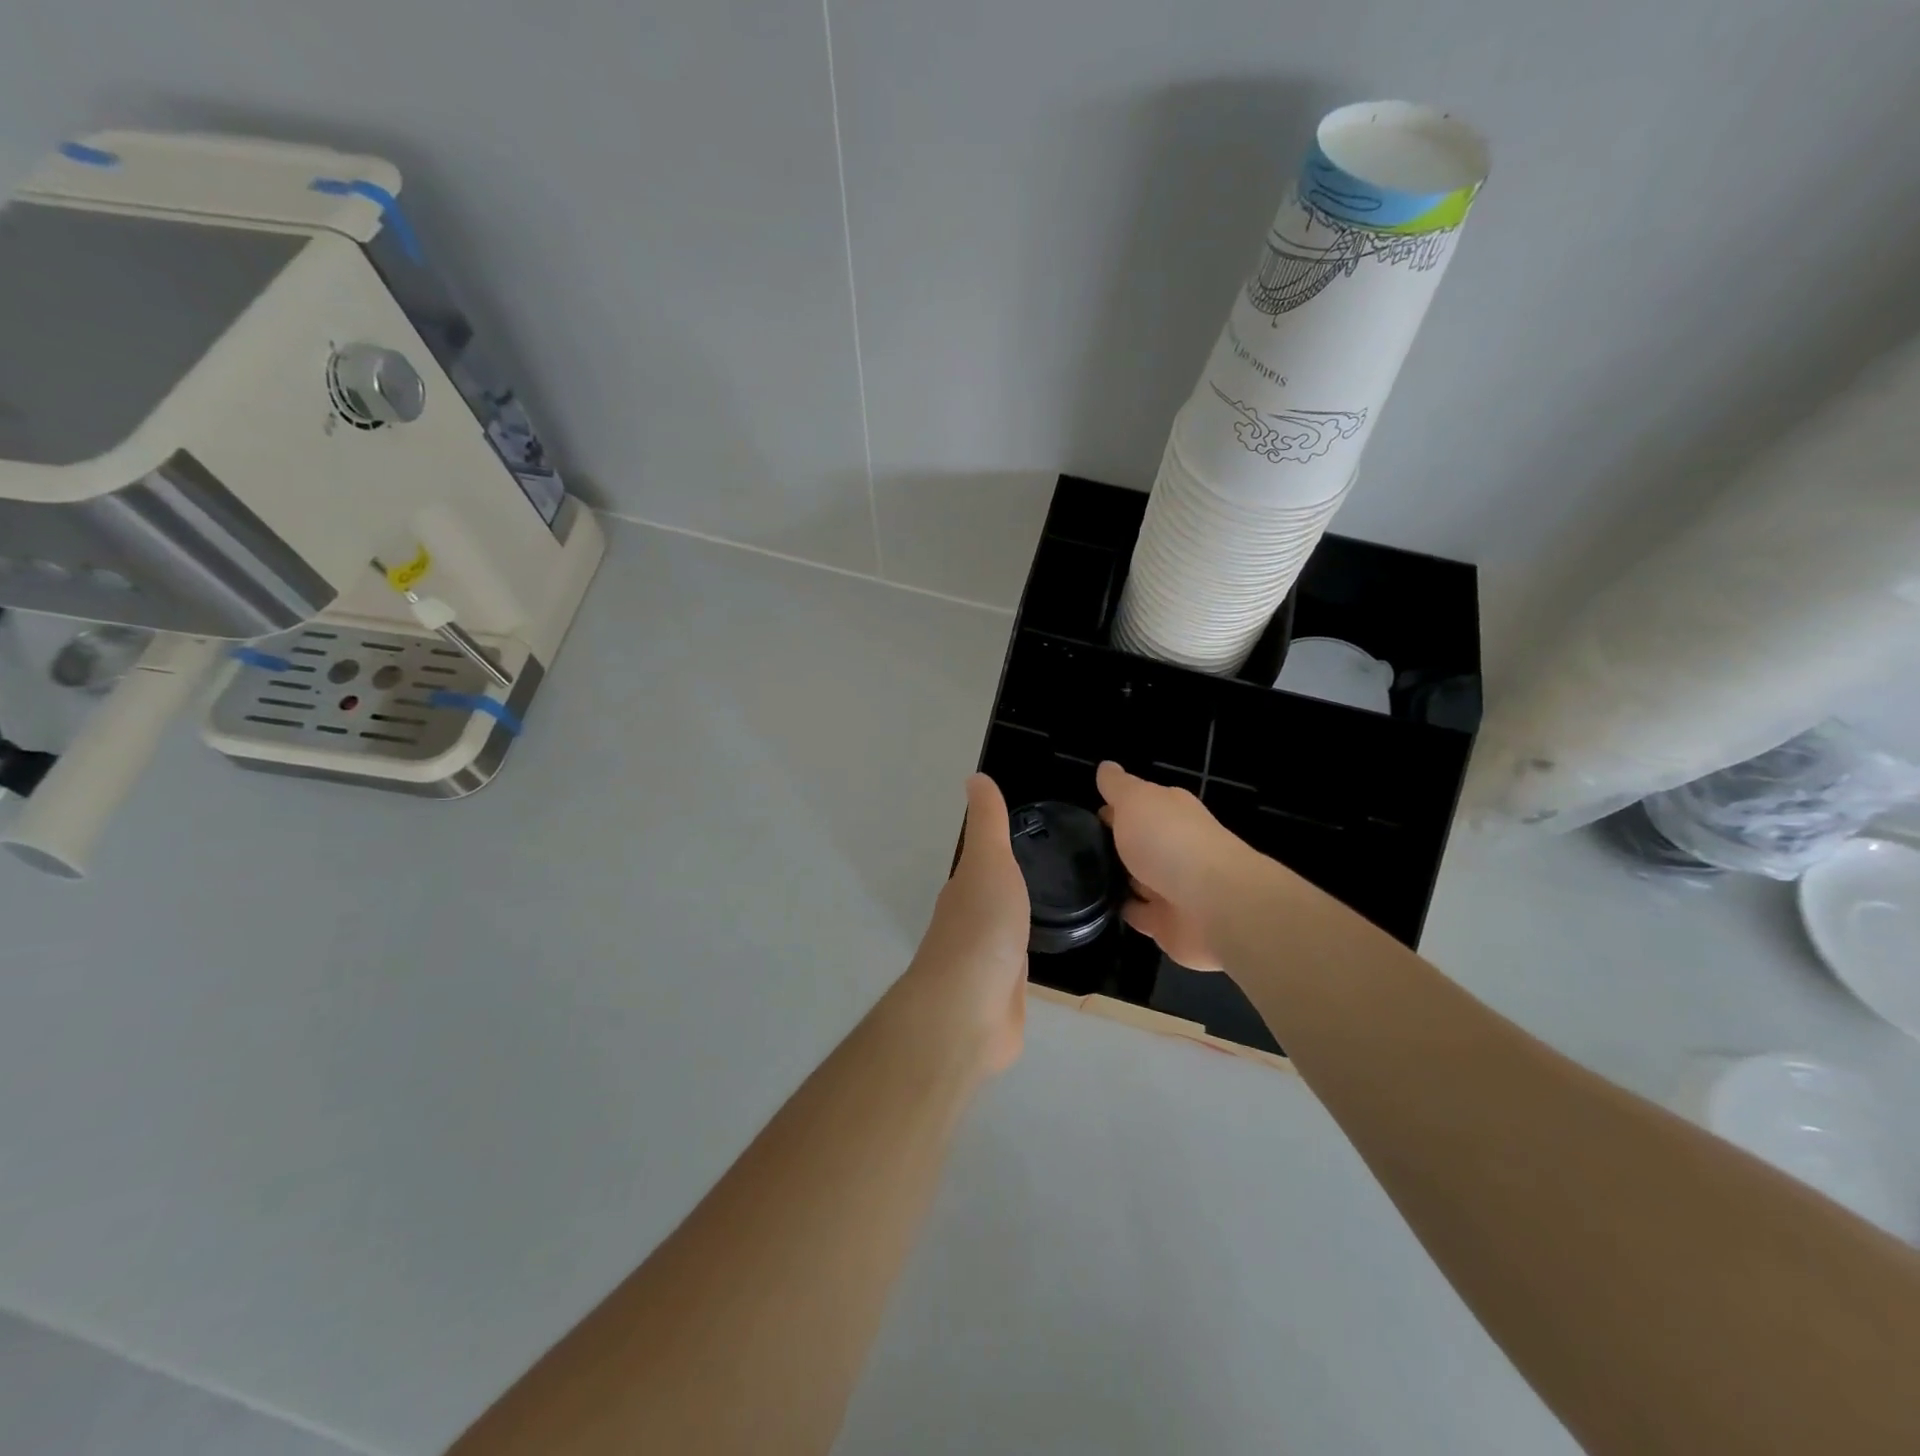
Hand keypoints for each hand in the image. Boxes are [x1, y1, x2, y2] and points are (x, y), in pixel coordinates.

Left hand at [893, 774, 1030, 1077]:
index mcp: (965, 890)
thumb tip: (975, 777)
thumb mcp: (988, 862)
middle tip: (1053, 870)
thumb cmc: (982, 928)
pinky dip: (1029, 958)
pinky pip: (1019, 968)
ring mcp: (985, 963)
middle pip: (993, 897)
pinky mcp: (1003, 996)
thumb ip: (987, 824)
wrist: (970, 1011)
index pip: (982, 864)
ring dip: (1021, 921)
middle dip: (1012, 885)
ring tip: (1055, 908)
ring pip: (1006, 932)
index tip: (1028, 837)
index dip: (999, 851)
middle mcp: (970, 923)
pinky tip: (1045, 955)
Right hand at [1097, 760, 1257, 971]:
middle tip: (1073, 848)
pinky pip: (1137, 913)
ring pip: (1136, 878)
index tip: (1083, 816)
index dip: (1113, 807)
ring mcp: (1171, 886)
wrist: (1214, 905)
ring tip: (1077, 877)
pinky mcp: (1166, 922)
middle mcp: (1174, 846)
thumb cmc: (1171, 841)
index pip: (1138, 805)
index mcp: (1170, 812)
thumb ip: (1118, 786)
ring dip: (1116, 878)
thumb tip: (1106, 767)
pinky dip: (1121, 909)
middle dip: (1113, 844)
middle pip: (1138, 842)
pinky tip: (1095, 906)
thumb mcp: (1136, 800)